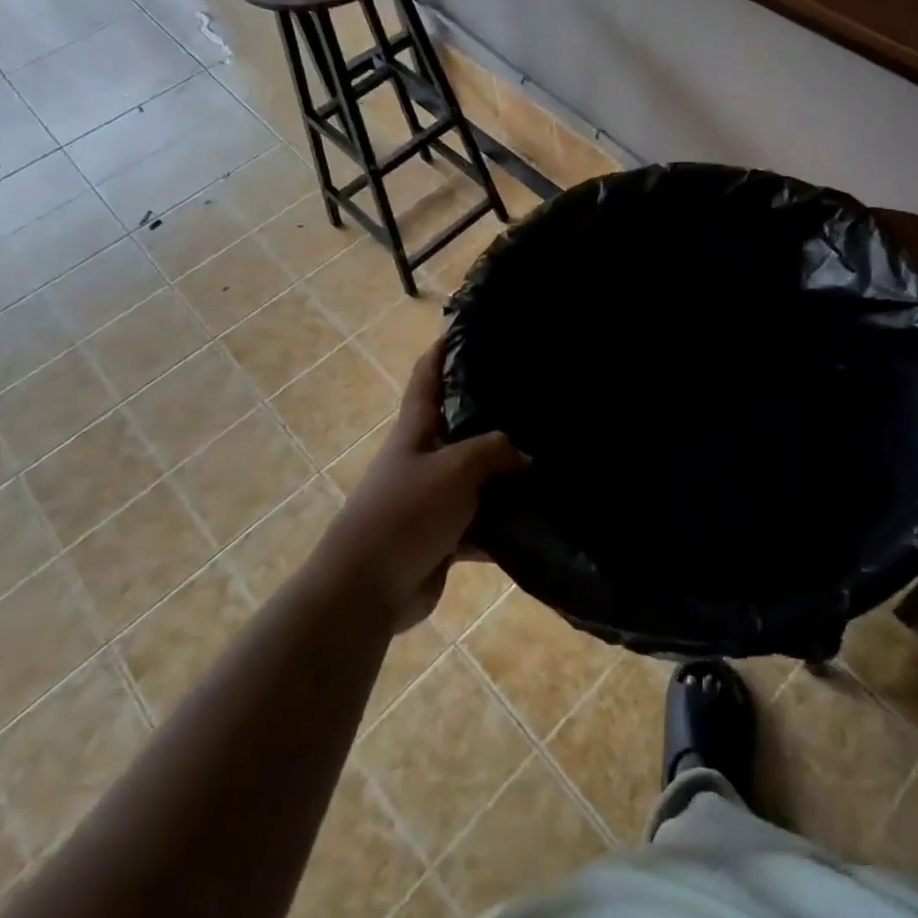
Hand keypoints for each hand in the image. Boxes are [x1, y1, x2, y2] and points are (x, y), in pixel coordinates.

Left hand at [321, 341, 526, 629]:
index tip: (467, 328)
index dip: (443, 350)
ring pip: (477, 477)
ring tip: (550, 456)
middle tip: (534, 397)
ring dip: (505, 473)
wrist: (368, 589)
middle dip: (492, 412)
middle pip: (459, 426)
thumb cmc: (405, 513)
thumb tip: (525, 453)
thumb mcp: (455, 469)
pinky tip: (540, 516)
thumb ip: (493, 451)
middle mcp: (423, 458)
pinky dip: (504, 522)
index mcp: (415, 430)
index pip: (427, 377)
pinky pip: (482, 521)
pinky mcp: (444, 536)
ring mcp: (433, 499)